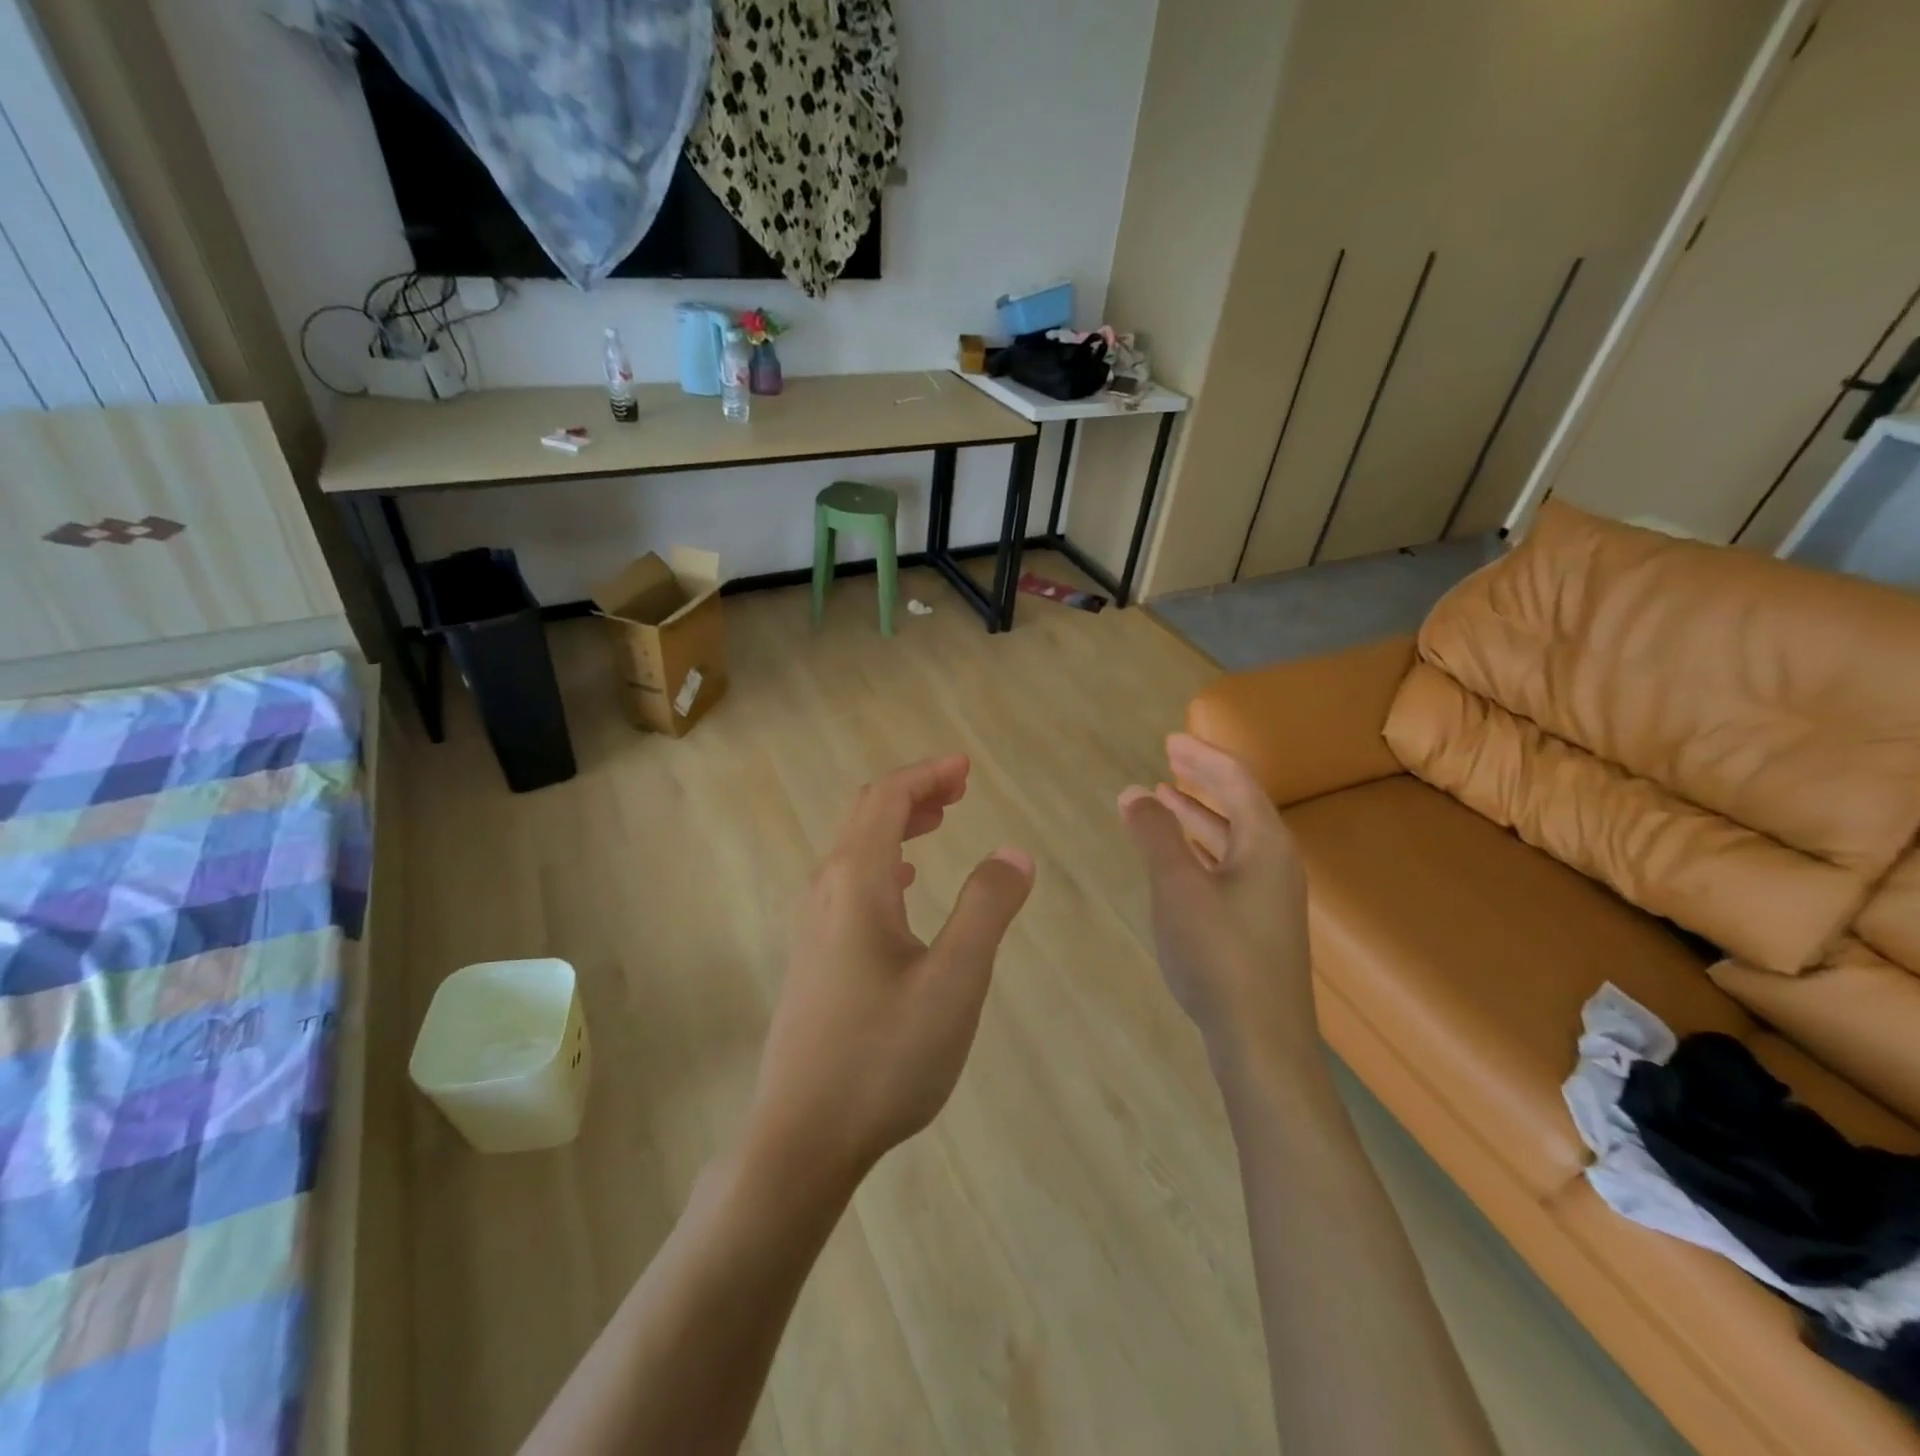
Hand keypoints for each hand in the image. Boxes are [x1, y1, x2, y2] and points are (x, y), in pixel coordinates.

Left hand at [747, 755, 1034, 1190]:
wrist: (802, 1137)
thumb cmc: (883, 1054)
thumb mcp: (954, 979)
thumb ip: (987, 907)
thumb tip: (1014, 852)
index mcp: (855, 882)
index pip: (887, 799)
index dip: (927, 775)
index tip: (966, 768)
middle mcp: (826, 891)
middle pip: (866, 816)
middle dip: (914, 793)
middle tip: (960, 790)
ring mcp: (813, 926)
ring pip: (856, 851)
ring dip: (898, 827)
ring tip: (939, 825)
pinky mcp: (814, 958)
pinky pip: (851, 885)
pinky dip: (885, 865)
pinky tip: (905, 888)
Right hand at [1118, 734, 1315, 1066]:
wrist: (1261, 1040)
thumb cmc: (1218, 954)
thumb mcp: (1178, 886)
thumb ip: (1155, 834)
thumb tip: (1135, 791)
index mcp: (1265, 843)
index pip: (1236, 780)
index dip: (1202, 756)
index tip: (1170, 740)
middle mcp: (1276, 862)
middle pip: (1239, 804)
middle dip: (1203, 779)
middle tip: (1169, 759)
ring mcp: (1271, 895)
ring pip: (1233, 838)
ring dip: (1199, 814)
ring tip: (1164, 798)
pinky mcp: (1259, 923)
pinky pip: (1229, 865)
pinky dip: (1201, 848)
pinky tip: (1178, 857)